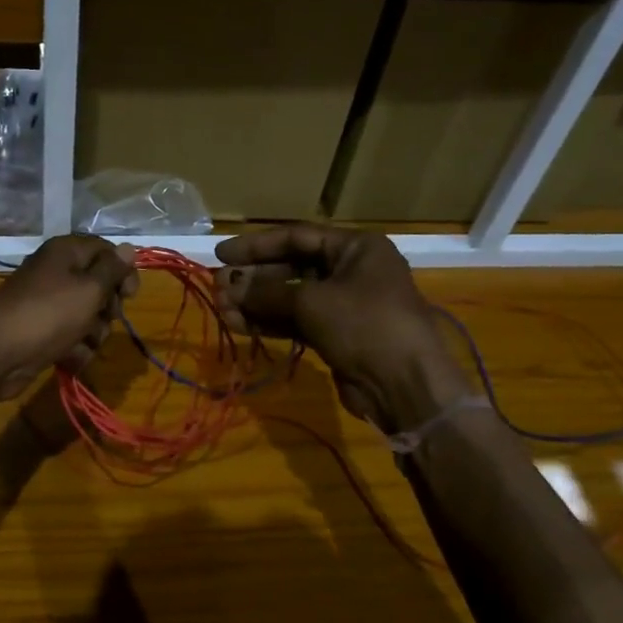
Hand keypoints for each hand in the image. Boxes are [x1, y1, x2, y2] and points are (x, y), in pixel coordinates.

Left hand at [0, 236, 138, 401]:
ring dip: (94, 333)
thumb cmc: (48, 315)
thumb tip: (129, 247)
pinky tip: (69, 358)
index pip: (105, 251)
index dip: (122, 271)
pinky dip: (75, 349)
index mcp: (65, 253)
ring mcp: (47, 305)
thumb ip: (112, 269)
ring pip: (87, 316)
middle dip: (108, 308)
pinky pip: (71, 337)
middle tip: (106, 318)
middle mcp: (56, 274)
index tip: (130, 295)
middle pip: (98, 286)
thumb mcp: (88, 289)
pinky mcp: (41, 332)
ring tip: (84, 343)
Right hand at [214, 225, 467, 430]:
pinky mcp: (337, 334)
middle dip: (253, 279)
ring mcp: (344, 304)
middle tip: (218, 287)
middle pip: (291, 267)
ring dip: (256, 303)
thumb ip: (266, 292)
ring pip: (291, 297)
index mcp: (356, 247)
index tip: (221, 254)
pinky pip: (296, 321)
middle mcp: (351, 270)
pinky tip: (239, 325)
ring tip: (222, 309)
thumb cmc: (364, 325)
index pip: (296, 237)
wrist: (405, 385)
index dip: (256, 246)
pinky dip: (269, 322)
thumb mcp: (312, 302)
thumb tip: (227, 286)